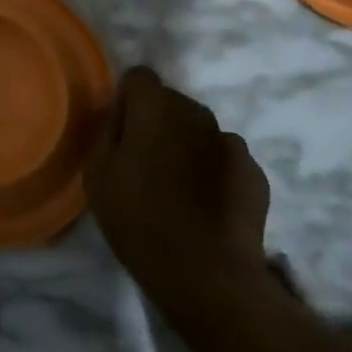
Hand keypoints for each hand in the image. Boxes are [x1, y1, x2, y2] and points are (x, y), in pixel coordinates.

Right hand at [85, 66, 271, 308]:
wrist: (208, 275)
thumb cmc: (140, 221)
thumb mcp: (98, 175)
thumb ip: (106, 130)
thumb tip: (118, 110)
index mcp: (155, 108)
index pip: (139, 76)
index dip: (128, 99)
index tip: (123, 132)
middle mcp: (196, 112)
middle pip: (171, 101)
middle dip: (158, 121)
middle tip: (147, 164)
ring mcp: (230, 141)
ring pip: (200, 129)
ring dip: (188, 144)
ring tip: (180, 188)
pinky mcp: (254, 171)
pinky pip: (225, 157)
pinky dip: (215, 170)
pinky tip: (207, 205)